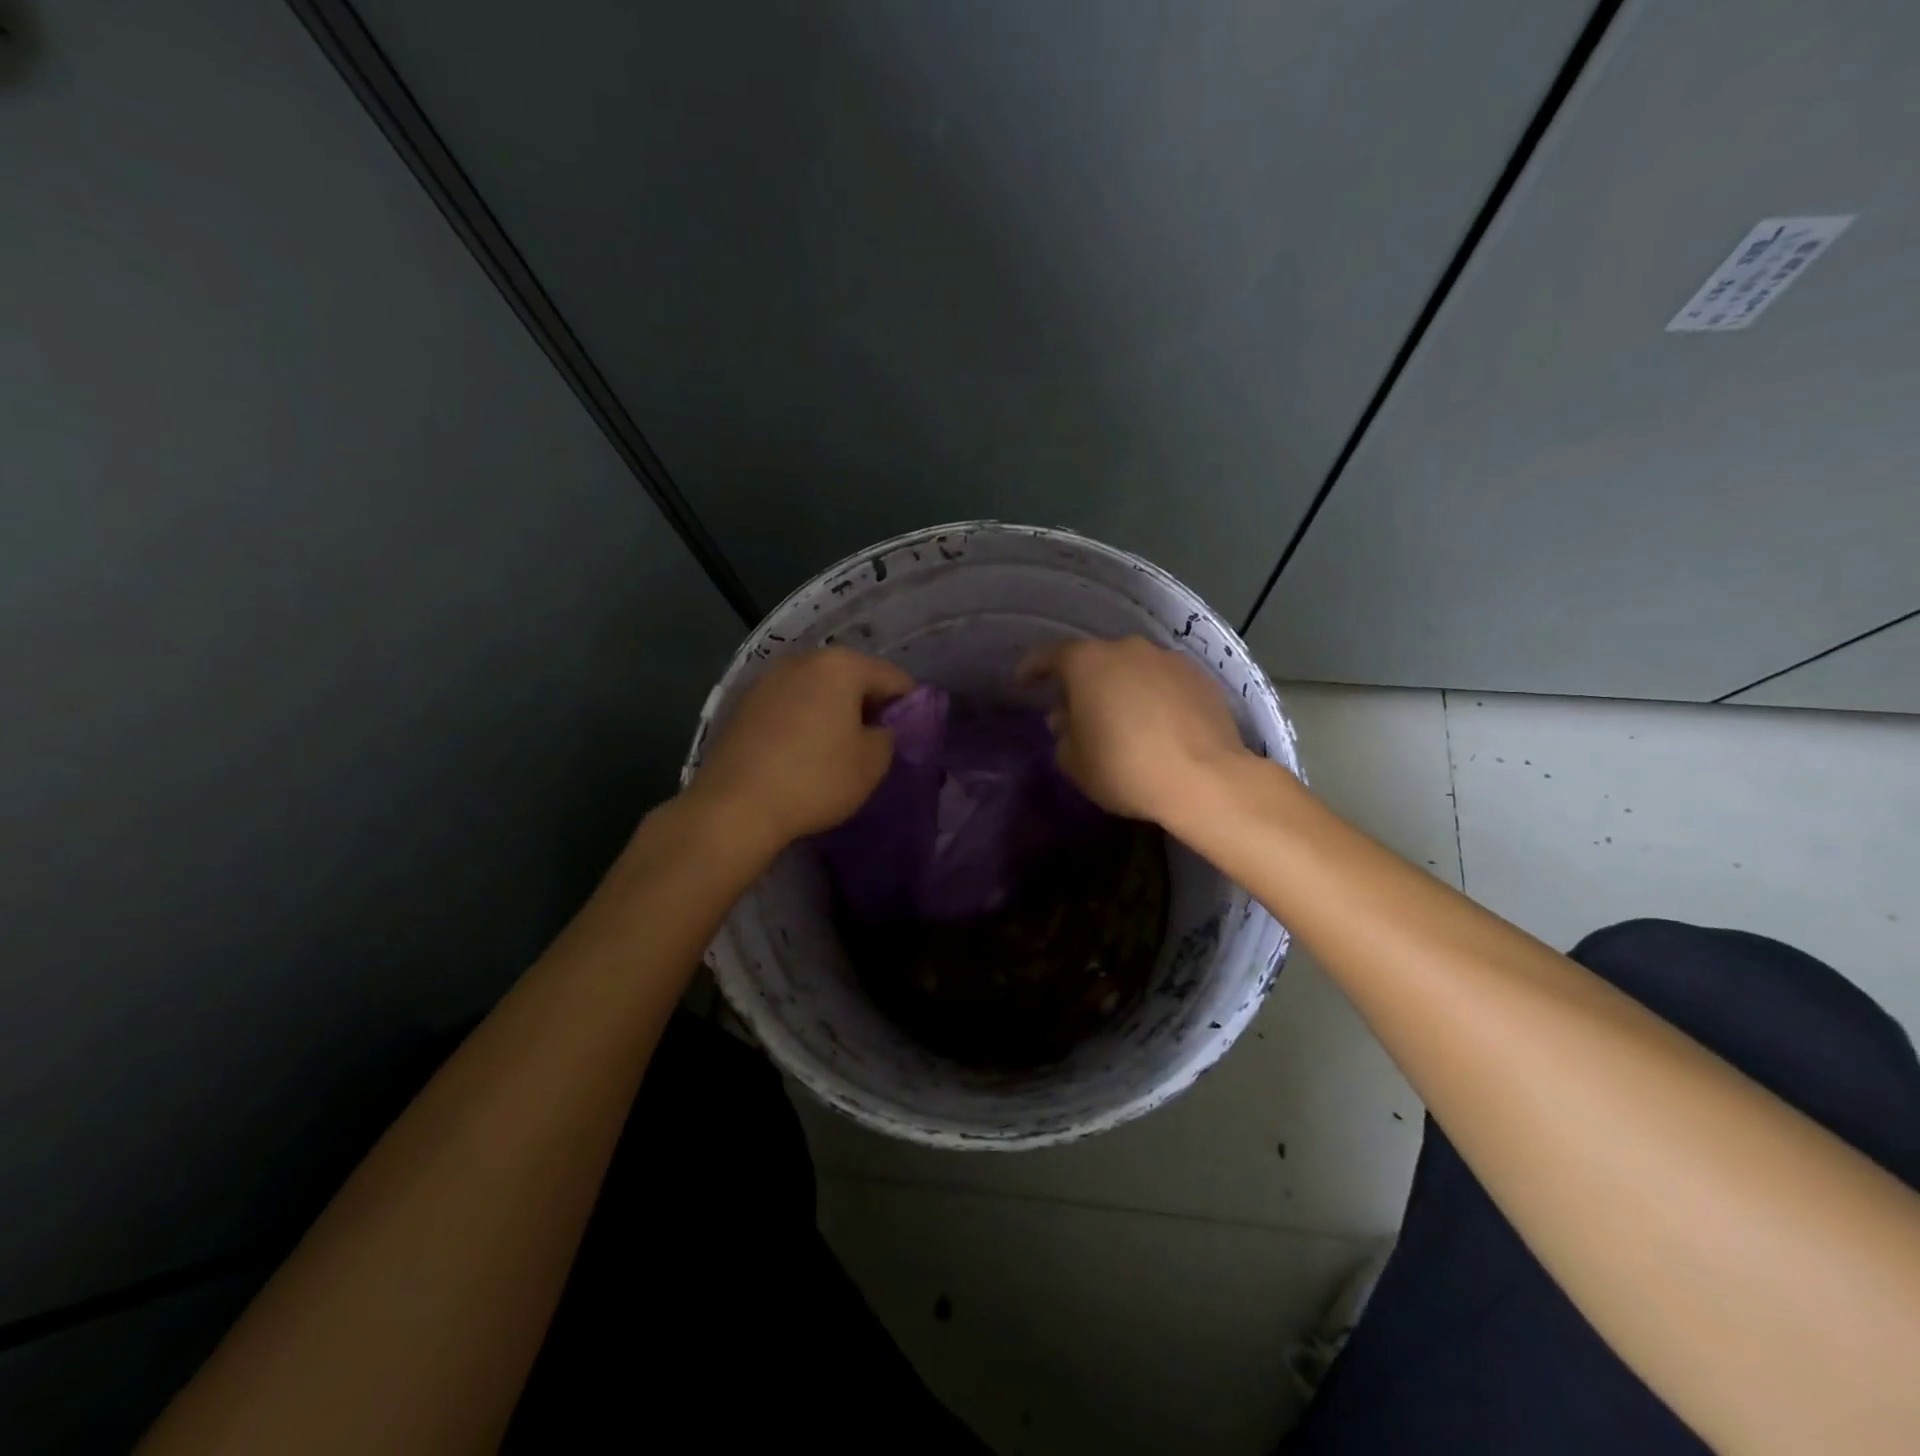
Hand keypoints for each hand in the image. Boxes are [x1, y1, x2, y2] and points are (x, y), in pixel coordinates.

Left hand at [689, 647, 914, 853]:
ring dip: (835, 713)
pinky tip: (804, 754)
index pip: (894, 678)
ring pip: (817, 691)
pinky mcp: (743, 705)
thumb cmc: (815, 779)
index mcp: (840, 665)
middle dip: (869, 707)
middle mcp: (802, 660)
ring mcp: (767, 680)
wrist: (734, 807)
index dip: (911, 707)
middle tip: (878, 745)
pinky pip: (789, 707)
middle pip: (852, 678)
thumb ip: (890, 736)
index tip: (914, 736)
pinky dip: (804, 722)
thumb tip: (882, 728)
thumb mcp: (872, 763)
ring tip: (840, 751)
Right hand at [1017, 636, 1247, 824]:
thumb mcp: (1076, 764)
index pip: (1049, 655)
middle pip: (1094, 660)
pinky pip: (1164, 681)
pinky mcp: (1200, 677)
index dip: (1032, 668)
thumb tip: (1067, 720)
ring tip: (1120, 718)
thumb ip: (1063, 737)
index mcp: (1088, 663)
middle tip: (1074, 711)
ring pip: (1132, 668)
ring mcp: (1167, 659)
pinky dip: (1154, 696)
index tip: (1022, 683)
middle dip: (1081, 682)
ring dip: (1120, 687)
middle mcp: (1127, 649)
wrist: (1205, 778)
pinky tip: (1157, 724)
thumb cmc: (1126, 769)